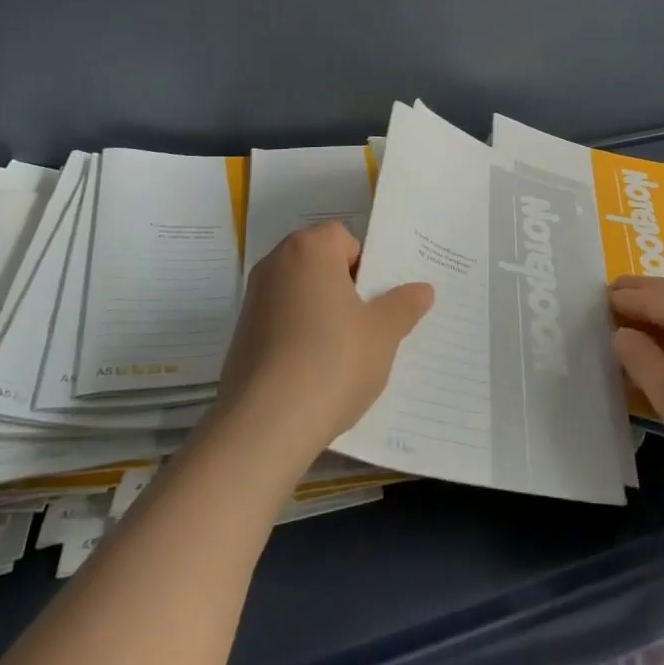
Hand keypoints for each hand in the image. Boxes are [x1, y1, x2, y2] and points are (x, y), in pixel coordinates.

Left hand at [215, 222, 433, 470]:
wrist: (264, 425)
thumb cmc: (332, 361)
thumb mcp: (383, 333)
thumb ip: (404, 305)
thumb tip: (423, 290)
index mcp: (310, 249)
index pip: (344, 238)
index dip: (365, 266)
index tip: (377, 301)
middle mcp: (276, 264)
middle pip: (320, 264)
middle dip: (344, 290)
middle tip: (368, 326)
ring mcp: (253, 300)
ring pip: (300, 296)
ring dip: (321, 315)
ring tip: (343, 356)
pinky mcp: (241, 336)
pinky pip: (281, 324)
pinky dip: (298, 338)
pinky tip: (313, 375)